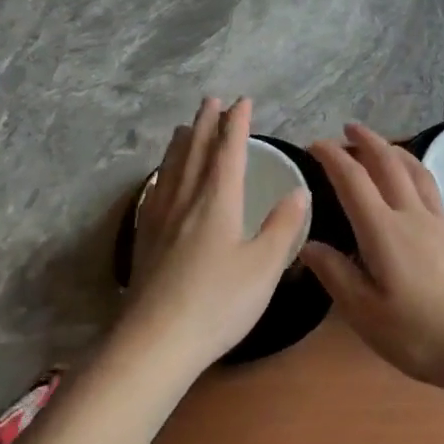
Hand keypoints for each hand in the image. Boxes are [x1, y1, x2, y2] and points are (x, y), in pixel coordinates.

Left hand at [124, 98, 308, 373]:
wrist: (155, 343)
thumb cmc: (218, 303)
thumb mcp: (264, 267)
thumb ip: (282, 227)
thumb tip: (299, 192)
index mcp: (217, 202)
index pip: (229, 152)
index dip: (237, 125)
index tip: (242, 101)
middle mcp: (186, 202)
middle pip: (195, 153)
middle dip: (206, 124)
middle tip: (211, 100)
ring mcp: (160, 221)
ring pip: (171, 169)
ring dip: (181, 143)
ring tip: (184, 127)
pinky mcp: (145, 241)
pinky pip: (155, 192)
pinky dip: (162, 174)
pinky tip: (160, 180)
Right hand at [301, 124, 443, 391]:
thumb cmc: (420, 335)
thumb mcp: (365, 314)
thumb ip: (335, 274)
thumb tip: (308, 244)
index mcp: (384, 231)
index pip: (353, 180)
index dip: (332, 157)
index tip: (315, 144)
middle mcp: (413, 215)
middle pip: (389, 163)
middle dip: (367, 141)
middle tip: (349, 128)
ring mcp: (440, 222)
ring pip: (416, 170)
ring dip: (395, 150)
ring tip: (382, 145)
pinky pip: (431, 188)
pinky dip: (414, 171)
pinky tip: (413, 186)